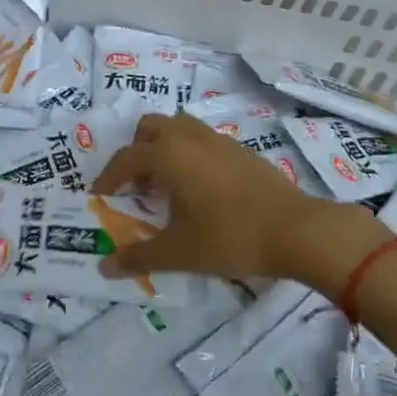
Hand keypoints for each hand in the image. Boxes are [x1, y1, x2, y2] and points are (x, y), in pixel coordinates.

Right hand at [90, 113, 387, 289]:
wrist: (296, 230)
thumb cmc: (230, 237)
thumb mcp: (179, 252)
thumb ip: (139, 256)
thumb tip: (104, 267)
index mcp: (169, 154)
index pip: (126, 158)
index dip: (109, 177)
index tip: (100, 196)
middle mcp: (190, 137)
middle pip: (150, 128)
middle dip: (136, 152)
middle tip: (136, 186)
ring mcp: (218, 140)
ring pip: (179, 128)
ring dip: (163, 148)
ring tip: (166, 185)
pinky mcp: (241, 149)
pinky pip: (202, 140)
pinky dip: (188, 154)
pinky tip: (199, 189)